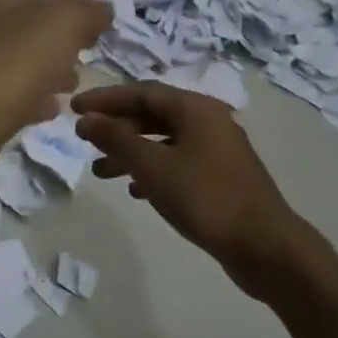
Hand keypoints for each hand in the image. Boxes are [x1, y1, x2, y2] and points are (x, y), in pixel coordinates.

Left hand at [0, 0, 112, 201]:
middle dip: (63, 42)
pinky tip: (52, 110)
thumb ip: (87, 12)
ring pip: (24, 66)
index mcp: (0, 2)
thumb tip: (102, 10)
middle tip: (89, 56)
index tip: (104, 27)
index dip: (76, 7)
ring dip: (50, 72)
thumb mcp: (62, 23)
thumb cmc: (15, 63)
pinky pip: (15, 98)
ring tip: (75, 86)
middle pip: (34, 32)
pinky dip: (35, 101)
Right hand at [73, 81, 305, 288]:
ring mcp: (216, 151)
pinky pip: (177, 163)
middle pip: (153, 115)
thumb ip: (117, 139)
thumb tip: (87, 119)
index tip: (74, 108)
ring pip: (163, 142)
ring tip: (100, 172)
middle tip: (84, 139)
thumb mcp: (153, 167)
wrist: (263, 246)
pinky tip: (135, 190)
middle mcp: (209, 122)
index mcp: (196, 109)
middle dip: (116, 127)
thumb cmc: (206, 198)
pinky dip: (152, 171)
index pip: (142, 92)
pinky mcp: (219, 177)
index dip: (106, 98)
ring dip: (130, 152)